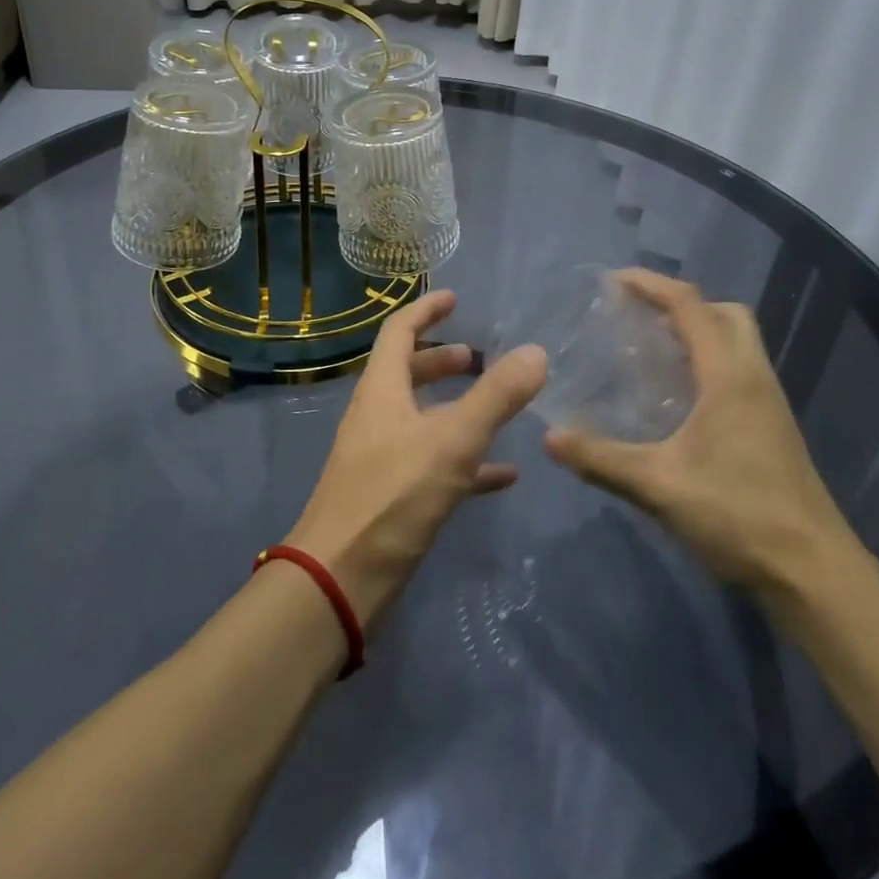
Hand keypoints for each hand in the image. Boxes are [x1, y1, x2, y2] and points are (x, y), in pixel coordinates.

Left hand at [286, 289, 547, 626]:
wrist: (342, 579)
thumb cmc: (393, 496)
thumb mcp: (453, 441)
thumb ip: (496, 396)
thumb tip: (536, 351)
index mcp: (382, 390)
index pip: (399, 331)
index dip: (426, 310)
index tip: (454, 299)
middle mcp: (377, 415)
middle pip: (407, 372)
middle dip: (441, 360)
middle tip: (477, 357)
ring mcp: (381, 456)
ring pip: (421, 418)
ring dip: (454, 407)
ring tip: (495, 407)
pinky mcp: (391, 494)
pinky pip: (432, 463)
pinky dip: (464, 459)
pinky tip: (503, 476)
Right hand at [543, 269, 859, 600]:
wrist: (814, 573)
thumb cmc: (738, 517)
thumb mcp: (659, 486)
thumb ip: (601, 458)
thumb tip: (550, 437)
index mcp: (729, 376)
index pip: (690, 306)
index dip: (651, 285)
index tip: (614, 280)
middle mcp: (754, 376)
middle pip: (724, 312)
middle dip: (680, 302)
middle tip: (638, 316)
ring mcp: (769, 401)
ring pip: (737, 339)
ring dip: (698, 329)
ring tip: (651, 348)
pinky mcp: (772, 425)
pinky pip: (739, 367)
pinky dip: (708, 359)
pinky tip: (677, 395)